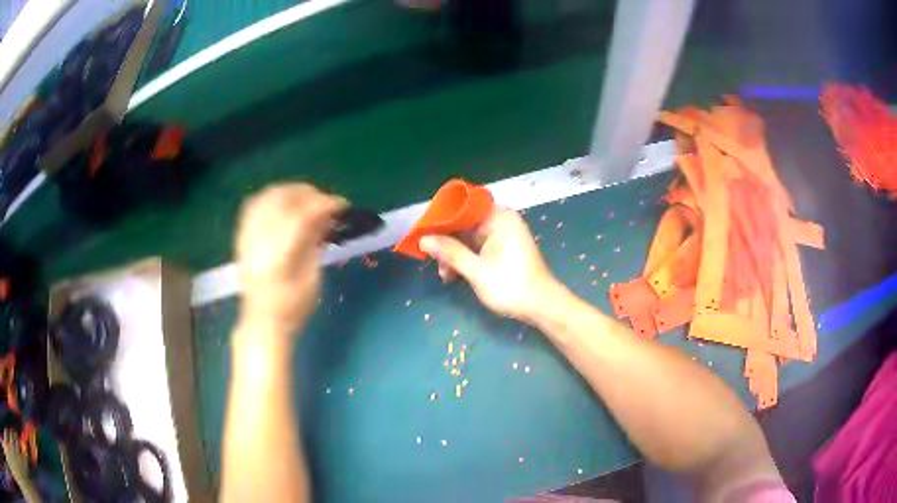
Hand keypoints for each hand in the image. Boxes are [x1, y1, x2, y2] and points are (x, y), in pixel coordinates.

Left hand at [235, 184, 346, 333]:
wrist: (262, 321)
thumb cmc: (293, 307)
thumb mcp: (312, 277)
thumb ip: (315, 242)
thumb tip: (326, 216)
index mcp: (280, 255)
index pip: (303, 215)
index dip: (325, 204)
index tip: (342, 205)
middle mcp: (260, 240)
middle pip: (283, 199)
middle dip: (309, 194)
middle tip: (326, 202)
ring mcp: (247, 236)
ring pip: (267, 197)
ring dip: (291, 192)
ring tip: (308, 199)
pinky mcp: (242, 236)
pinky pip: (254, 205)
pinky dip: (272, 198)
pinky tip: (285, 203)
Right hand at [419, 208, 559, 322]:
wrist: (542, 306)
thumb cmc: (511, 286)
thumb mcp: (476, 270)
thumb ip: (450, 252)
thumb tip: (423, 239)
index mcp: (498, 217)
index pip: (461, 209)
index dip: (440, 221)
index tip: (422, 235)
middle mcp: (501, 220)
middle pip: (464, 224)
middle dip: (447, 243)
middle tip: (433, 262)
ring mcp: (503, 234)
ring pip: (469, 238)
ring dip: (455, 255)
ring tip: (445, 276)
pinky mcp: (503, 248)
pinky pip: (478, 247)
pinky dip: (466, 259)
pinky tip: (455, 275)